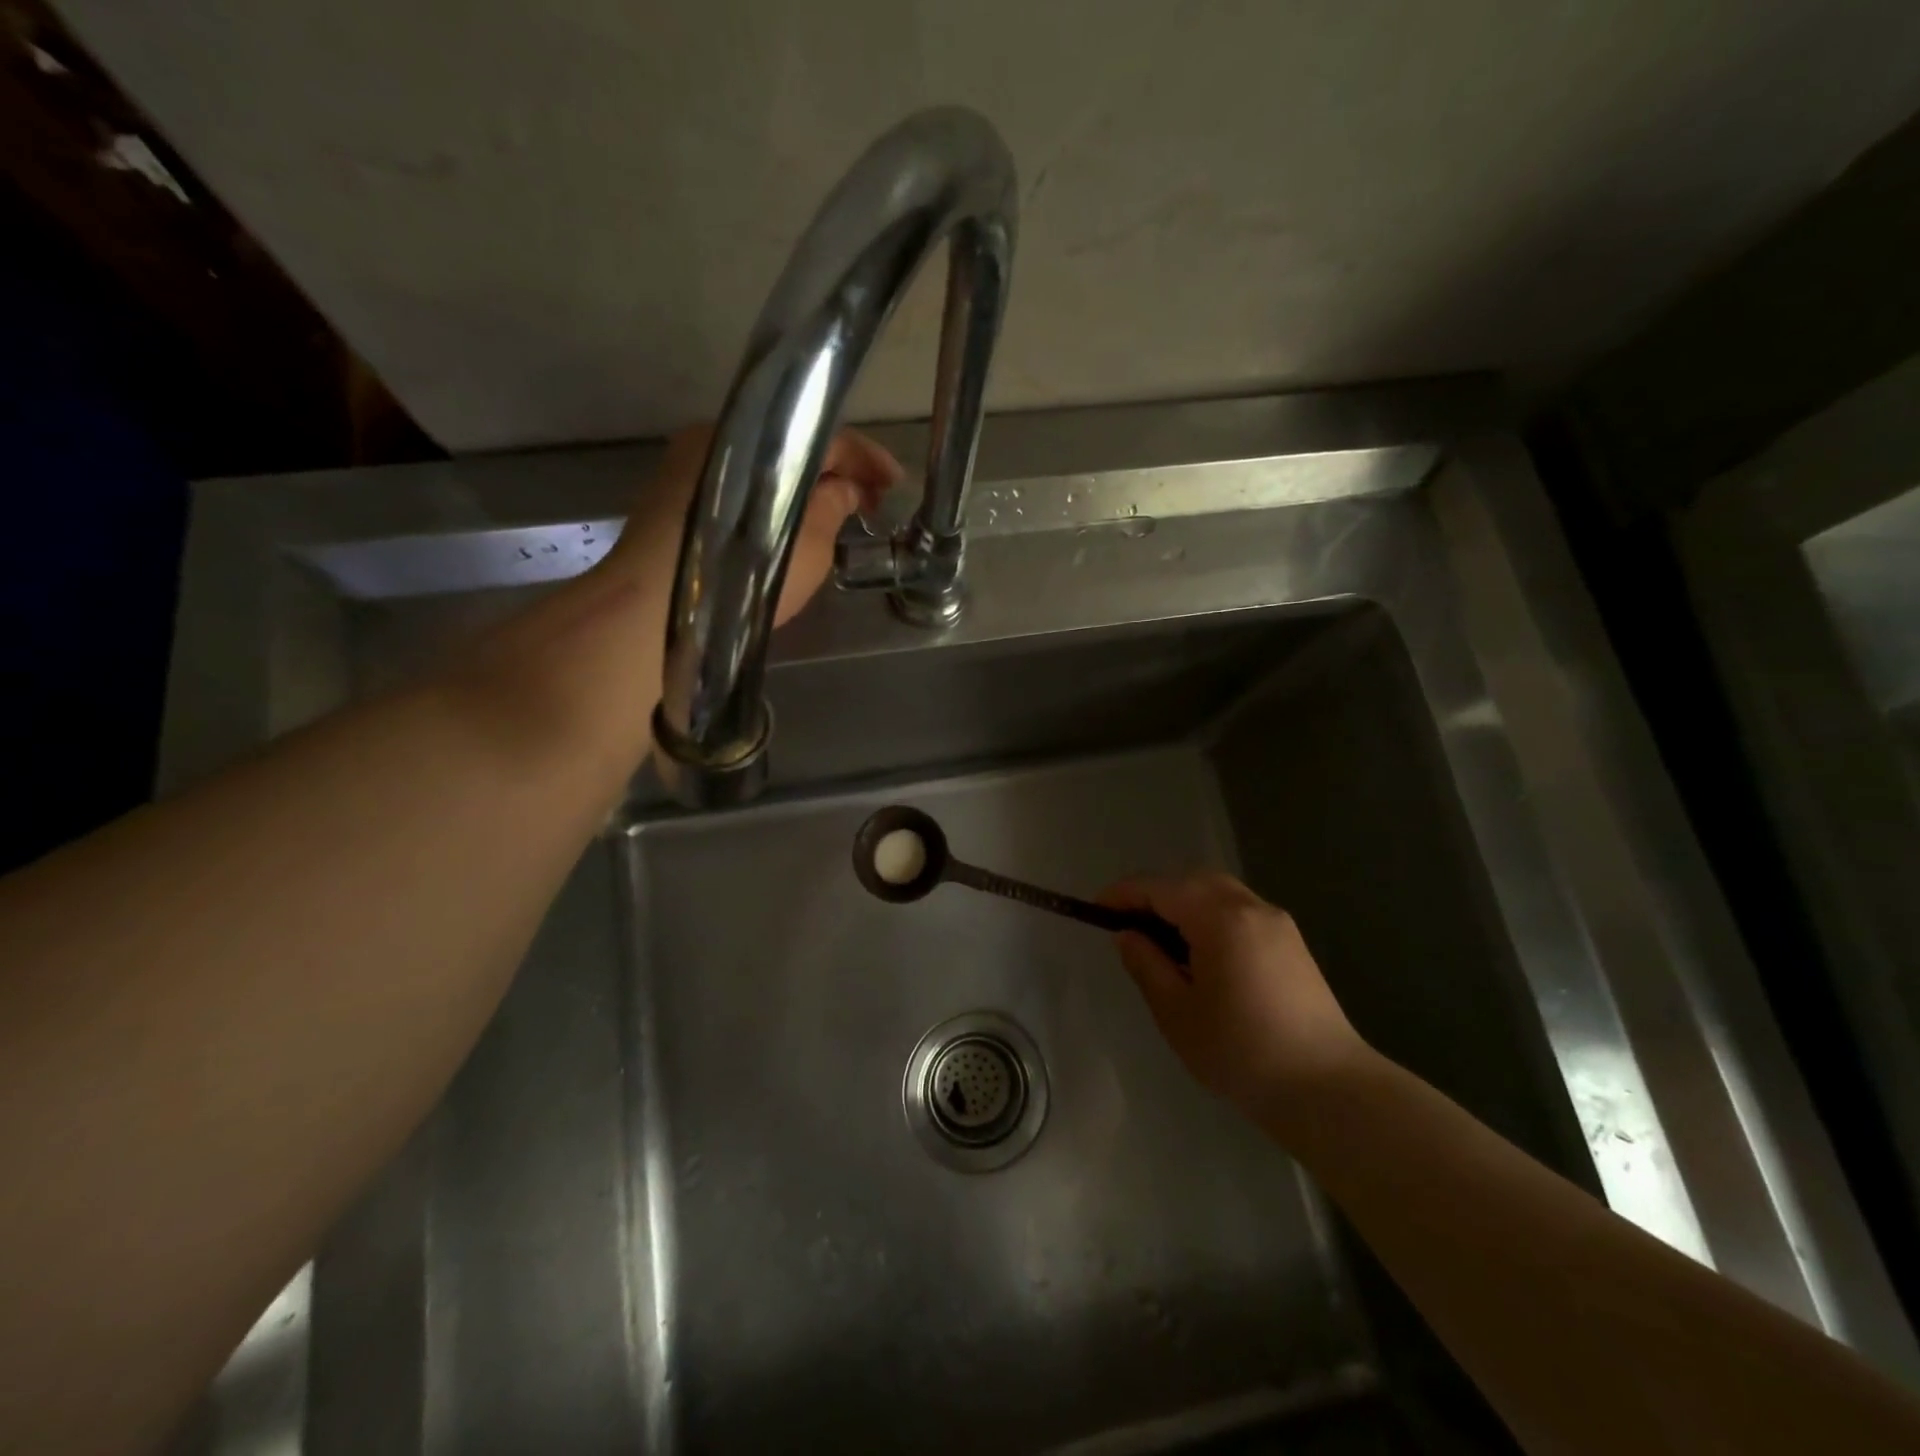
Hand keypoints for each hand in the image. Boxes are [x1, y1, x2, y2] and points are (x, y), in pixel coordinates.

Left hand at [606, 423, 903, 624]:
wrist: (654, 609)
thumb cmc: (741, 574)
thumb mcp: (807, 545)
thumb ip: (833, 507)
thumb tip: (846, 489)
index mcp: (756, 436)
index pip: (827, 435)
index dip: (869, 460)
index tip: (896, 485)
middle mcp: (719, 438)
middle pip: (793, 449)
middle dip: (838, 476)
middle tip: (870, 507)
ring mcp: (691, 468)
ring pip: (766, 472)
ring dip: (805, 492)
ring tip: (836, 522)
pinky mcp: (674, 499)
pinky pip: (742, 491)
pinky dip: (774, 505)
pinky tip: (790, 532)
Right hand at [1100, 873, 1369, 1121]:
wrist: (1328, 1089)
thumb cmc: (1241, 1051)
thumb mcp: (1177, 1012)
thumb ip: (1146, 964)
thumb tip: (1128, 934)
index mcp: (1220, 917)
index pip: (1160, 888)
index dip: (1124, 894)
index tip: (1096, 910)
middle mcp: (1251, 907)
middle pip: (1192, 881)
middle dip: (1155, 894)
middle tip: (1127, 923)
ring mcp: (1277, 923)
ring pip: (1218, 892)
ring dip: (1184, 903)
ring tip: (1161, 939)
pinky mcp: (1292, 943)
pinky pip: (1239, 910)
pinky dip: (1210, 915)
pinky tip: (1201, 952)